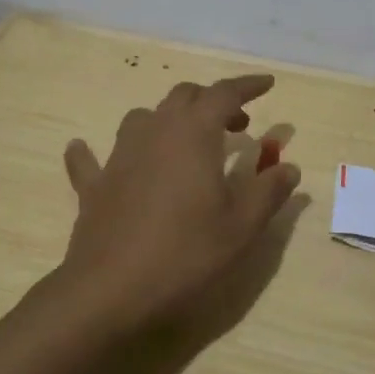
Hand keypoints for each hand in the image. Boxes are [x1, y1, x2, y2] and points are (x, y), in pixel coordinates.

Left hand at [60, 74, 300, 328]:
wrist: (111, 290)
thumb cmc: (186, 253)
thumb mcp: (242, 226)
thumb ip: (268, 191)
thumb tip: (288, 167)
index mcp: (193, 133)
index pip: (224, 93)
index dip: (248, 85)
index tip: (268, 83)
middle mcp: (154, 131)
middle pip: (184, 97)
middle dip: (211, 102)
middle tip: (235, 125)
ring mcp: (119, 156)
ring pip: (143, 118)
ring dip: (168, 120)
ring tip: (184, 142)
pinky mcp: (95, 185)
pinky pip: (92, 159)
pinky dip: (97, 152)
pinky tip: (86, 151)